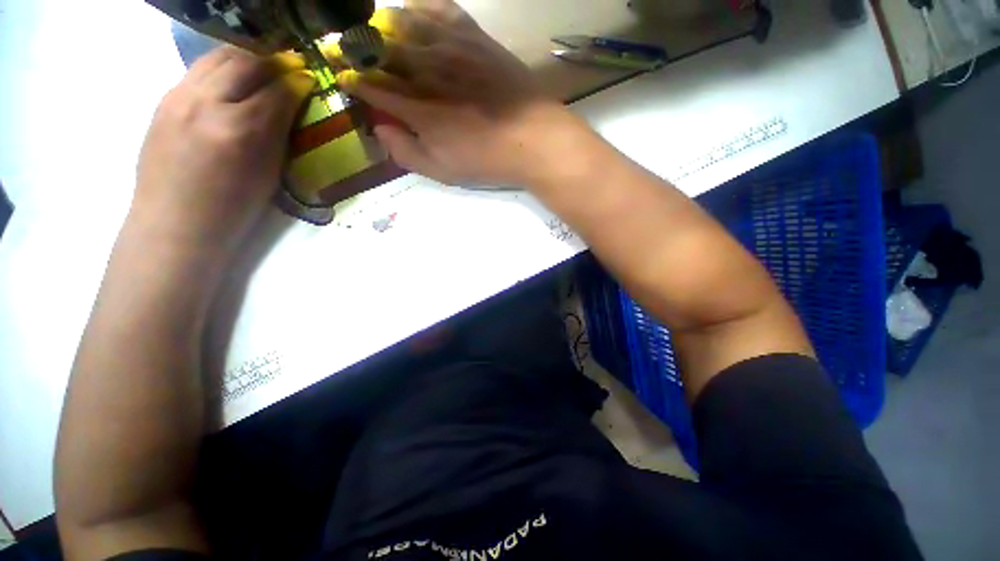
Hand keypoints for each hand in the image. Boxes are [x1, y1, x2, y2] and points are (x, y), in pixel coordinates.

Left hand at [131, 46, 313, 256]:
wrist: (167, 235)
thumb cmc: (222, 217)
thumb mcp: (265, 177)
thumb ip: (281, 128)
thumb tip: (295, 90)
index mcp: (238, 131)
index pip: (280, 86)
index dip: (297, 82)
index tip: (303, 84)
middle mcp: (206, 104)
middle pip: (251, 60)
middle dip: (271, 65)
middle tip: (277, 77)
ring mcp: (180, 99)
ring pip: (222, 55)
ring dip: (243, 61)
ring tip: (249, 77)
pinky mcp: (165, 102)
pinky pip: (199, 70)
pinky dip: (217, 73)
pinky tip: (220, 90)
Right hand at [337, 0, 578, 187]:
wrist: (540, 136)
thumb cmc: (488, 157)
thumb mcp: (439, 169)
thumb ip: (402, 149)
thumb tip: (379, 127)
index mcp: (416, 107)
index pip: (372, 86)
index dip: (351, 79)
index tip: (339, 75)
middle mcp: (429, 72)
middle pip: (384, 51)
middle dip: (360, 46)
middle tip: (346, 43)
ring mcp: (454, 50)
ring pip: (411, 25)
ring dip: (387, 21)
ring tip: (374, 20)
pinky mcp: (478, 38)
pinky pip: (449, 12)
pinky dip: (428, 4)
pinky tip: (415, 1)